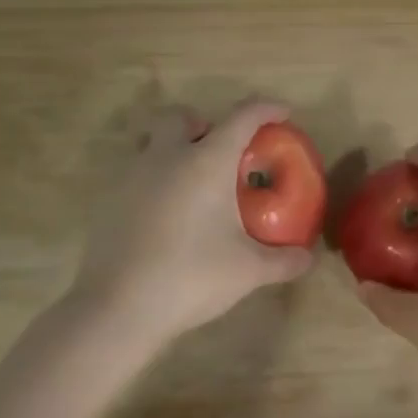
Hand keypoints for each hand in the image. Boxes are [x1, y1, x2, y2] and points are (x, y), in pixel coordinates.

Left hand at [66, 100, 314, 357]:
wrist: (117, 309)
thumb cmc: (191, 277)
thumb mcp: (248, 271)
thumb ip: (283, 260)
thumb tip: (308, 258)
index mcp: (207, 162)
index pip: (242, 117)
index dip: (266, 108)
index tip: (283, 113)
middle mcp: (168, 157)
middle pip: (183, 117)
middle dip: (205, 125)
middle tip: (224, 154)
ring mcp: (133, 177)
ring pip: (153, 143)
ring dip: (176, 151)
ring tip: (196, 186)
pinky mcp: (109, 201)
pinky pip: (137, 175)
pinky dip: (156, 182)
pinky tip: (169, 217)